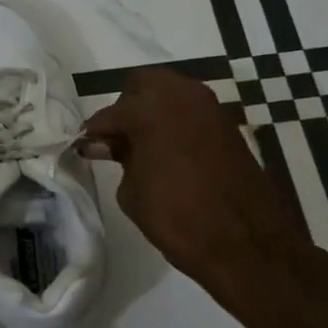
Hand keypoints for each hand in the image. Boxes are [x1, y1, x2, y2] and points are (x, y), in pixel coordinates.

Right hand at [80, 67, 306, 296]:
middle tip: (116, 140)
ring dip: (153, 113)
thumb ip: (119, 158)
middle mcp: (181, 96)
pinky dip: (175, 124)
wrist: (244, 242)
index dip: (94, 132)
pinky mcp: (228, 125)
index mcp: (150, 108)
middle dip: (126, 108)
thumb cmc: (176, 217)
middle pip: (143, 85)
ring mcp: (210, 107)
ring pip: (170, 94)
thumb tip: (107, 145)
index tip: (84, 146)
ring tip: (141, 147)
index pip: (110, 113)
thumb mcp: (131, 191)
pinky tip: (167, 152)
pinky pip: (191, 112)